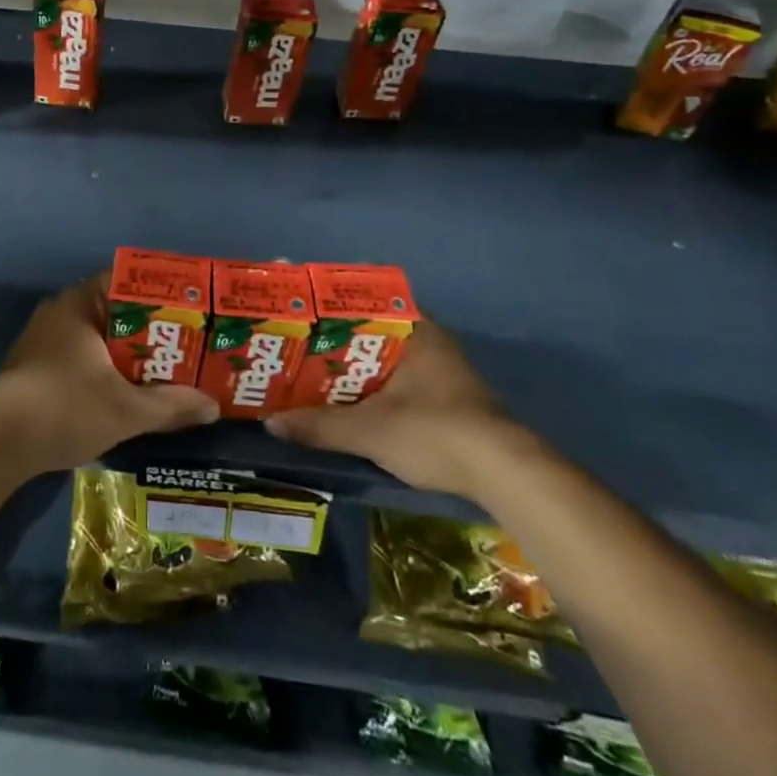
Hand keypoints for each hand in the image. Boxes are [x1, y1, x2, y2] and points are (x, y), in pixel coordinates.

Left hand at [0, 275, 218, 473]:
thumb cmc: (65, 408)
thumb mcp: (126, 410)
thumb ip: (171, 405)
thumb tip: (212, 406)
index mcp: (79, 304)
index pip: (125, 281)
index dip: (159, 294)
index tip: (188, 310)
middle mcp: (60, 312)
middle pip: (115, 311)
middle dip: (150, 328)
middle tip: (186, 343)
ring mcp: (44, 339)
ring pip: (98, 336)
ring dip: (128, 351)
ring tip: (165, 368)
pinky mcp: (36, 366)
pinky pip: (82, 355)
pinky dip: (106, 367)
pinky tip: (127, 389)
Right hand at [264, 321, 525, 500]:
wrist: (505, 475)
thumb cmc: (434, 431)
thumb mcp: (369, 430)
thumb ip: (319, 425)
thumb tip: (271, 423)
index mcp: (414, 331)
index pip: (366, 300)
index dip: (331, 303)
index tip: (301, 306)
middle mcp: (430, 342)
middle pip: (372, 331)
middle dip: (336, 338)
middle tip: (296, 343)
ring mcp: (443, 372)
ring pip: (385, 359)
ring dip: (354, 366)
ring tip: (311, 371)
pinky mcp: (449, 401)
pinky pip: (397, 381)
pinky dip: (372, 388)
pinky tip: (347, 401)